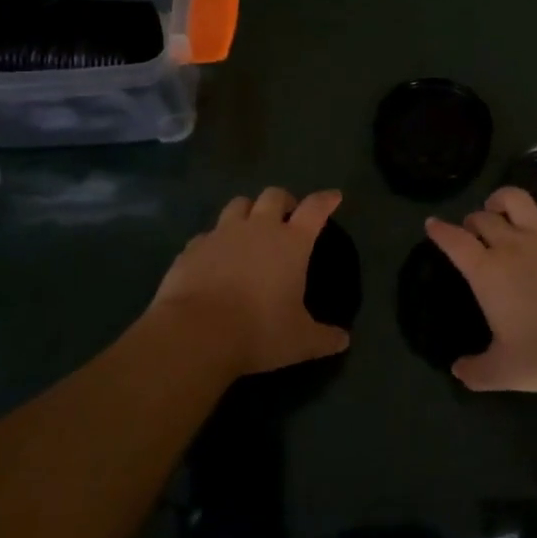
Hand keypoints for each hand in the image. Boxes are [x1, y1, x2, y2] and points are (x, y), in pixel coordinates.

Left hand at [149, 187, 349, 378]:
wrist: (195, 333)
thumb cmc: (258, 331)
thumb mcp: (300, 341)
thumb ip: (325, 338)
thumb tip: (343, 340)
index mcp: (291, 243)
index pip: (315, 209)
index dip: (326, 200)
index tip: (333, 197)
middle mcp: (258, 228)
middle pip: (274, 196)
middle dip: (284, 201)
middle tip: (287, 216)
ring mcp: (222, 234)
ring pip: (238, 204)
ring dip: (248, 211)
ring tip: (250, 228)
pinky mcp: (192, 247)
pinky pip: (208, 234)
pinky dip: (216, 240)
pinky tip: (215, 257)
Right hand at [425, 187, 536, 392]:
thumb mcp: (504, 372)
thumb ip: (476, 371)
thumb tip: (458, 370)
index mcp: (487, 272)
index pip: (454, 241)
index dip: (440, 231)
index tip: (432, 224)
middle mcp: (512, 245)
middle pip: (484, 218)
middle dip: (473, 220)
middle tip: (473, 231)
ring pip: (518, 199)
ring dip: (504, 200)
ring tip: (503, 208)